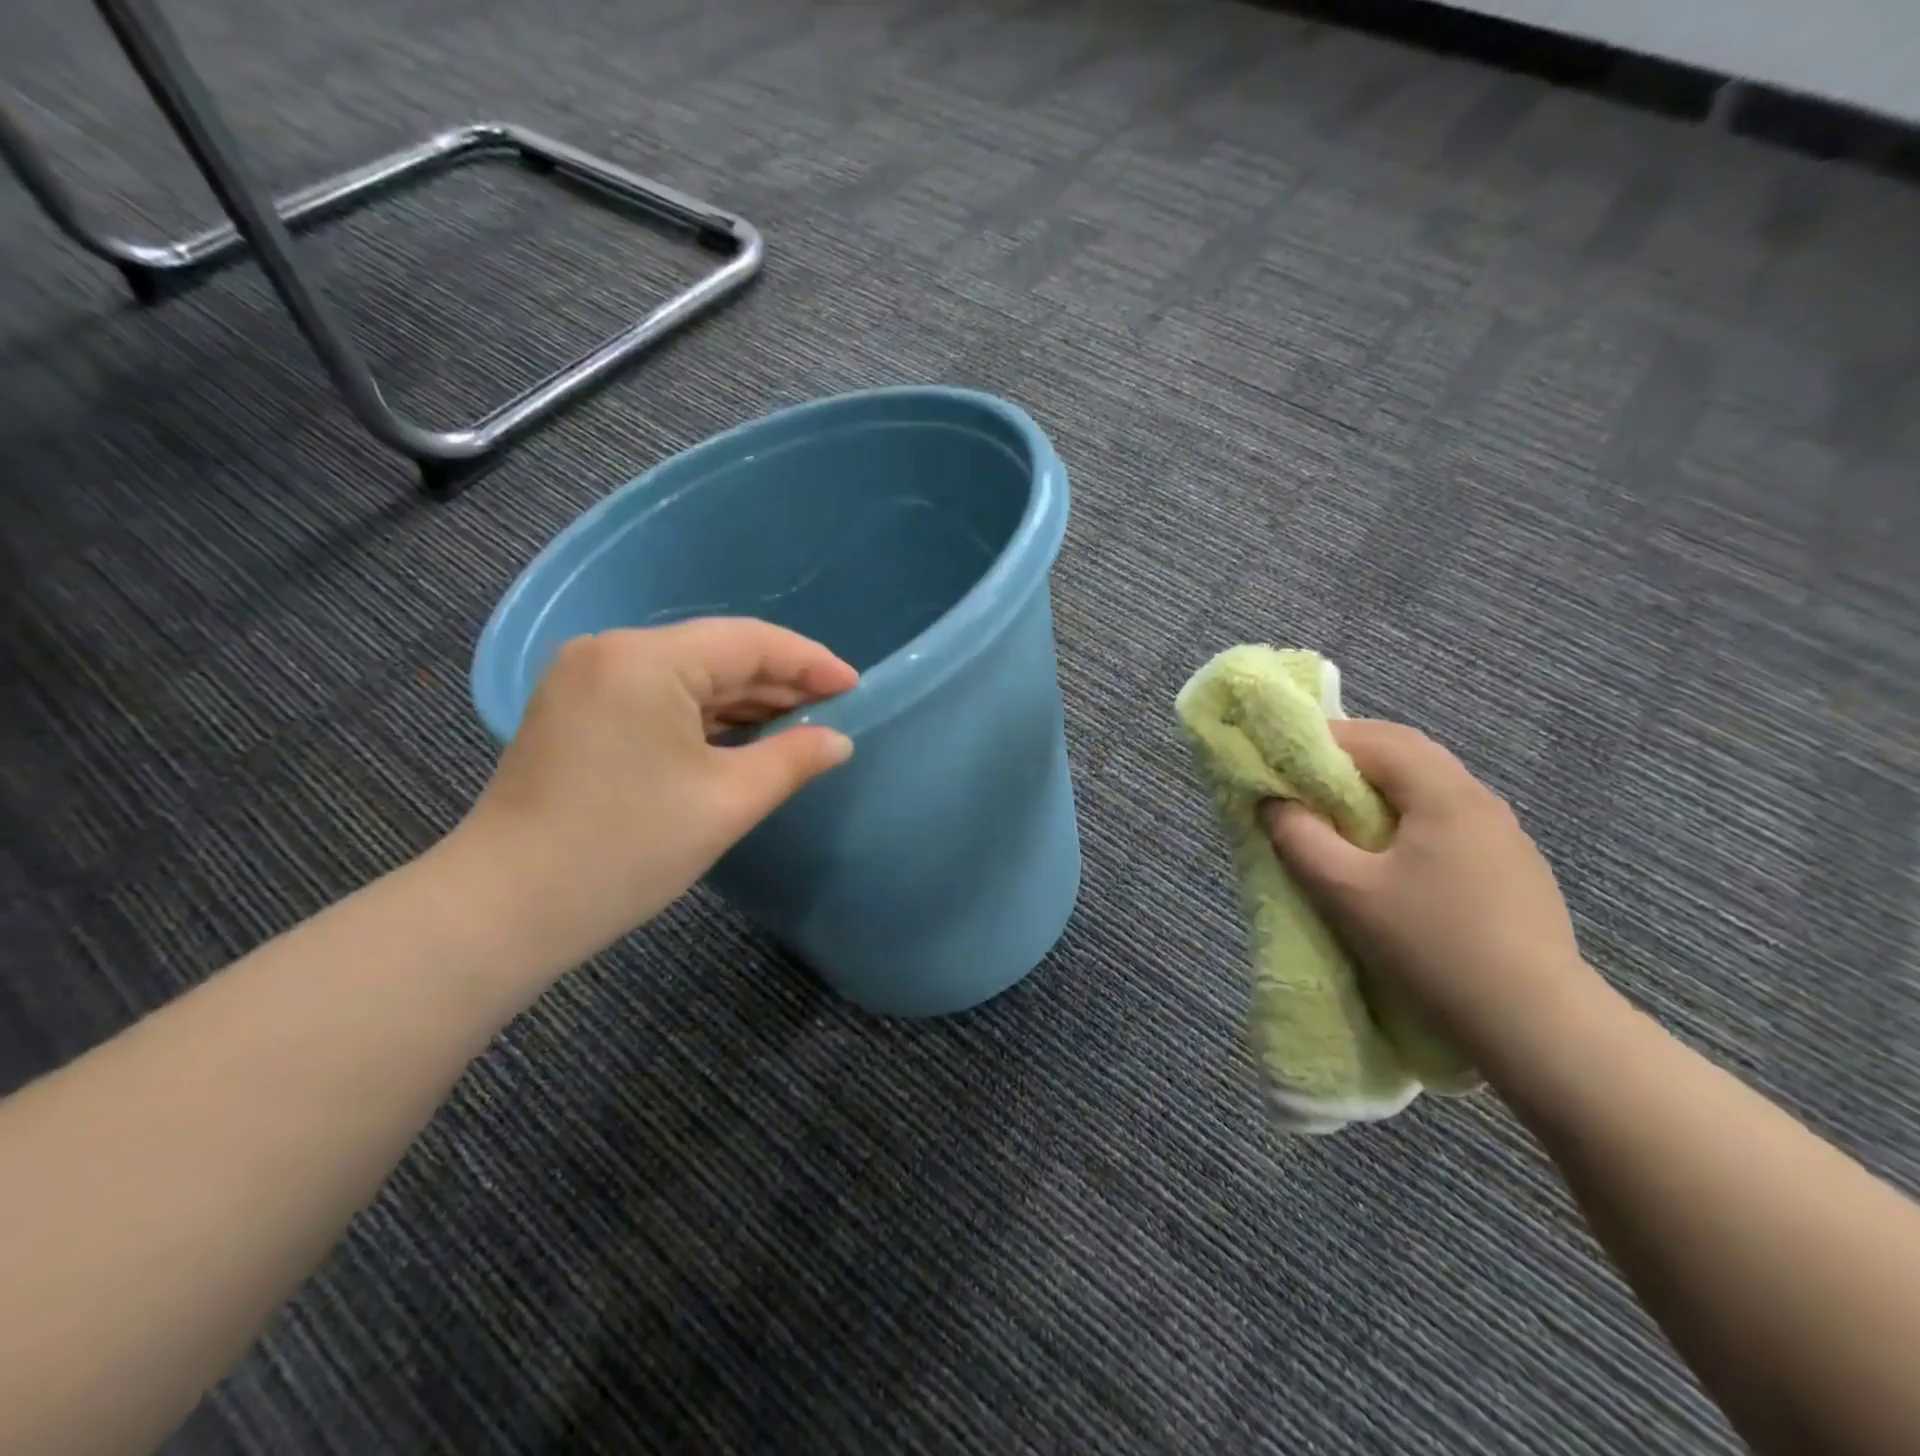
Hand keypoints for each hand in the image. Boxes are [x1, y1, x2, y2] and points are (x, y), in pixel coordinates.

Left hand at [446, 619, 856, 974]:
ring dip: (743, 701)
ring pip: (687, 677)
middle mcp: (611, 652)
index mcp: (645, 660)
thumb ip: (792, 760)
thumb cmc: (625, 850)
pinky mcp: (576, 711)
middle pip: (717, 654)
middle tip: (834, 710)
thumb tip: (839, 740)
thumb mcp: (726, 802)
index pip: (749, 642)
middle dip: (779, 682)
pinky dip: (704, 717)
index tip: (856, 687)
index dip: (810, 662)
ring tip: (799, 726)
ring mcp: (586, 680)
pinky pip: (658, 698)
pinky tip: (742, 737)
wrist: (504, 910)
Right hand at [1261, 719, 1600, 1061]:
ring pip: (1431, 790)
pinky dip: (1409, 818)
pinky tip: (1394, 859)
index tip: (1284, 757)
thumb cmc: (1431, 945)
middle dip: (1353, 759)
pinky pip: (1449, 822)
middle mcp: (1480, 800)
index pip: (1378, 738)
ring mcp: (1505, 836)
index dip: (1326, 739)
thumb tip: (1274, 804)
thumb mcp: (1345, 891)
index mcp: (1444, 794)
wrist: (1537, 1024)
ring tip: (1341, 818)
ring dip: (1382, 790)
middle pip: (1409, 756)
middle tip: (1306, 782)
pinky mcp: (1513, 870)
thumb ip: (1300, 839)